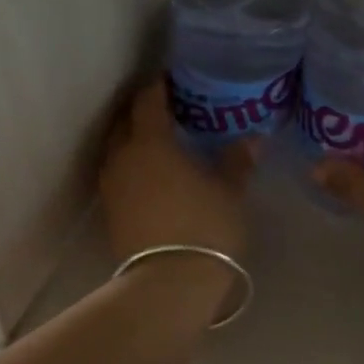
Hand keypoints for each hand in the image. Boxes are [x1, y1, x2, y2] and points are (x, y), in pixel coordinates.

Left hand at [100, 79, 255, 264]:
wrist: (170, 283)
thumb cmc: (205, 227)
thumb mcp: (229, 191)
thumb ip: (238, 161)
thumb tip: (253, 140)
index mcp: (150, 142)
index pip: (147, 101)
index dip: (159, 87)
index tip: (173, 80)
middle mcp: (122, 158)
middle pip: (125, 122)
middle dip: (142, 112)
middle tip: (168, 111)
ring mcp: (112, 186)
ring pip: (117, 150)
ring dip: (134, 141)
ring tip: (161, 144)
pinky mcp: (110, 212)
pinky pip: (118, 175)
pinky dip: (132, 167)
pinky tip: (154, 176)